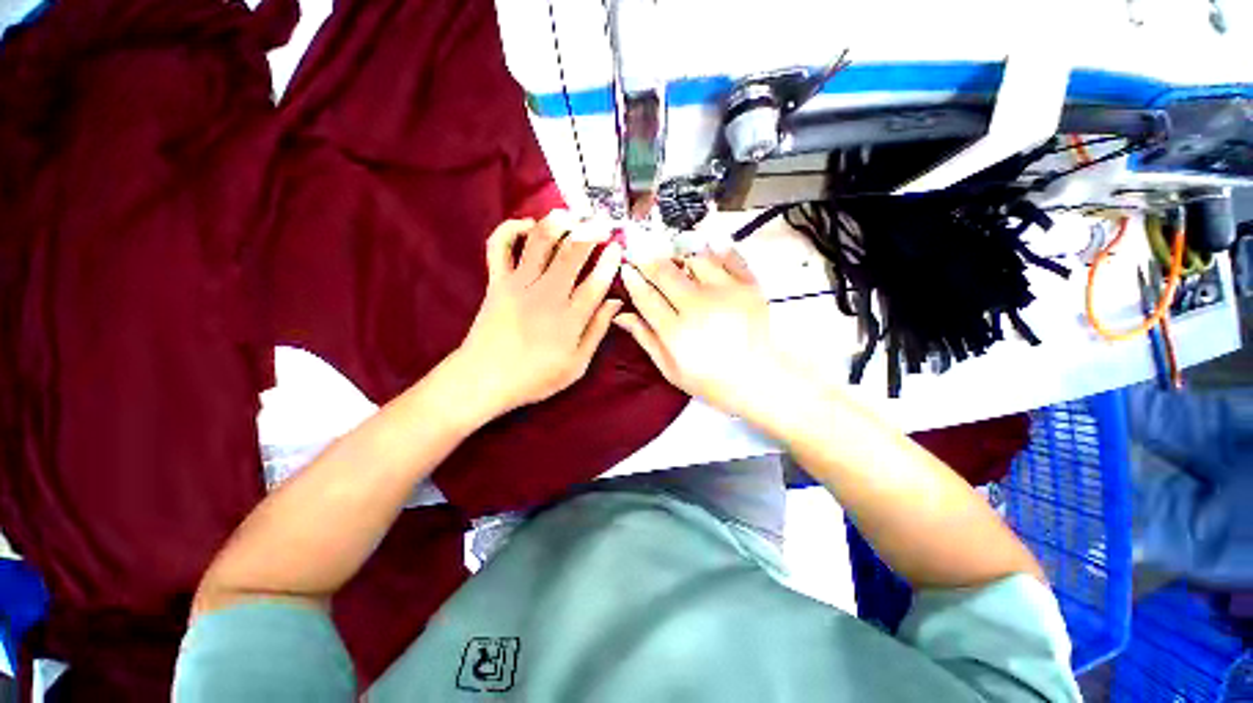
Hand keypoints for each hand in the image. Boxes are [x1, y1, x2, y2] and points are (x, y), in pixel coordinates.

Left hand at [453, 212, 623, 419]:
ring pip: (540, 242)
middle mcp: (547, 295)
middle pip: (572, 254)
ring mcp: (519, 284)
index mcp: (570, 319)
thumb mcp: (577, 365)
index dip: (610, 261)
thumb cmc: (535, 377)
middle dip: (591, 233)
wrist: (485, 378)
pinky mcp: (498, 281)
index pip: (596, 282)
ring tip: (573, 215)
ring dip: (558, 223)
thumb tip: (615, 303)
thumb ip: (597, 331)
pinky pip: (500, 246)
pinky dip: (511, 229)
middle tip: (603, 223)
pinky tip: (527, 225)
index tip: (618, 248)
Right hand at [614, 249, 793, 416]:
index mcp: (676, 332)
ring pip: (693, 259)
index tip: (627, 269)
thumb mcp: (671, 369)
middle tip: (644, 258)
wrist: (760, 380)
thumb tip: (622, 315)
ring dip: (680, 258)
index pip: (645, 296)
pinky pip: (729, 257)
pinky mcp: (749, 286)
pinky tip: (707, 250)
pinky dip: (715, 250)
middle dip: (649, 261)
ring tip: (677, 265)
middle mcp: (698, 307)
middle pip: (665, 271)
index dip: (632, 279)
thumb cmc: (711, 381)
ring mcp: (725, 293)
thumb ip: (646, 338)